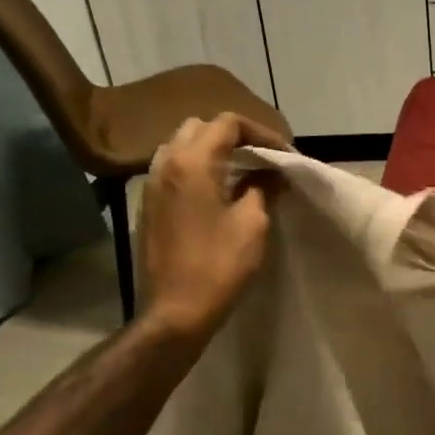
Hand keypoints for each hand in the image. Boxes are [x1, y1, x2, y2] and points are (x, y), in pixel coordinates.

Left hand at [136, 113, 286, 339]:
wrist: (175, 310)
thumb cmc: (219, 265)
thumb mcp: (253, 224)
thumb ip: (262, 188)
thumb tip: (272, 174)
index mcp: (192, 163)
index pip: (228, 124)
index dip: (261, 132)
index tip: (284, 153)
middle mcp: (166, 163)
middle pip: (200, 127)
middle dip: (234, 135)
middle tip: (262, 156)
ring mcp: (152, 184)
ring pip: (182, 146)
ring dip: (213, 150)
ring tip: (242, 171)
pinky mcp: (149, 204)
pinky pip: (173, 169)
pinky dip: (198, 168)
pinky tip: (219, 191)